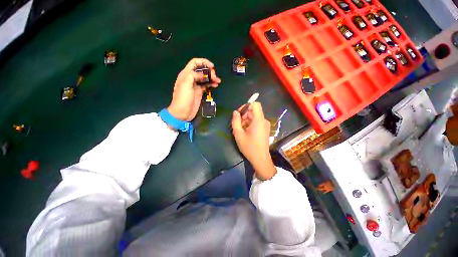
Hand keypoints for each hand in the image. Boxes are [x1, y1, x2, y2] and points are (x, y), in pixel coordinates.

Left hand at [167, 58, 220, 120]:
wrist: (182, 113)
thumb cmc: (182, 99)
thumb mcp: (185, 85)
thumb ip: (193, 76)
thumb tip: (202, 75)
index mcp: (186, 74)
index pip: (194, 63)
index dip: (203, 62)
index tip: (212, 66)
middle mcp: (191, 78)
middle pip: (201, 70)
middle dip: (209, 71)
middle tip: (215, 77)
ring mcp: (195, 86)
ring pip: (205, 78)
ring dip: (211, 78)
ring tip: (218, 81)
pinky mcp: (199, 92)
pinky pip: (206, 85)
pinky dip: (211, 84)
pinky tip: (216, 85)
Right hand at [231, 102, 275, 179]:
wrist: (260, 159)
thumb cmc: (249, 147)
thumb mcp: (238, 134)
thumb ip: (235, 121)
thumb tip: (235, 112)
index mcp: (259, 120)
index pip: (255, 104)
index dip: (246, 106)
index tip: (239, 113)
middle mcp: (264, 121)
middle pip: (253, 111)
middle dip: (244, 115)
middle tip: (238, 124)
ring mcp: (265, 125)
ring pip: (254, 117)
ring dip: (246, 120)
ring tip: (241, 130)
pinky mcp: (265, 129)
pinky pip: (257, 122)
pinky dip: (250, 124)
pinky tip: (246, 132)